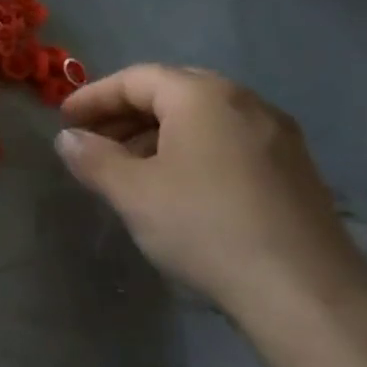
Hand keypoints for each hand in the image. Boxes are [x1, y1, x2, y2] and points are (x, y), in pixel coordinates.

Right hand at [54, 64, 366, 320]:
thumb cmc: (204, 226)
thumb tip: (67, 138)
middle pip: (172, 92)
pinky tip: (174, 185)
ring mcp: (276, 134)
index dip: (94, 96)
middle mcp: (245, 102)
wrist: (303, 289)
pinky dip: (190, 149)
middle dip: (126, 113)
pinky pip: (227, 140)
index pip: (137, 78)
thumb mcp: (132, 192)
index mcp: (203, 97)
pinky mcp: (293, 167)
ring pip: (202, 118)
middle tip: (93, 140)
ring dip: (156, 133)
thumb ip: (93, 158)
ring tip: (126, 166)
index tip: (64, 120)